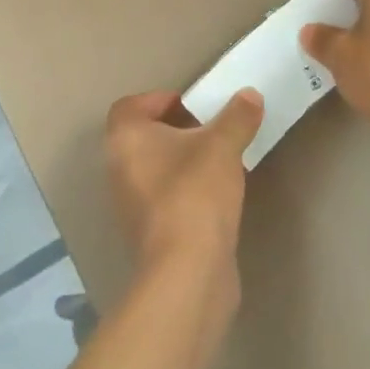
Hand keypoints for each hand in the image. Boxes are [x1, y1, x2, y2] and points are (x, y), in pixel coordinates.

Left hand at [104, 88, 264, 283]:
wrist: (188, 273)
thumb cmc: (195, 193)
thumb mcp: (223, 145)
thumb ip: (237, 116)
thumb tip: (250, 95)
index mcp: (126, 140)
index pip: (130, 107)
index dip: (158, 100)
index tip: (191, 106)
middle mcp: (119, 169)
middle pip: (143, 137)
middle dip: (176, 129)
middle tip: (210, 130)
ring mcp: (131, 206)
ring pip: (154, 169)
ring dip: (182, 161)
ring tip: (218, 161)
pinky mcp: (149, 235)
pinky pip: (164, 198)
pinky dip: (185, 190)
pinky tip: (216, 196)